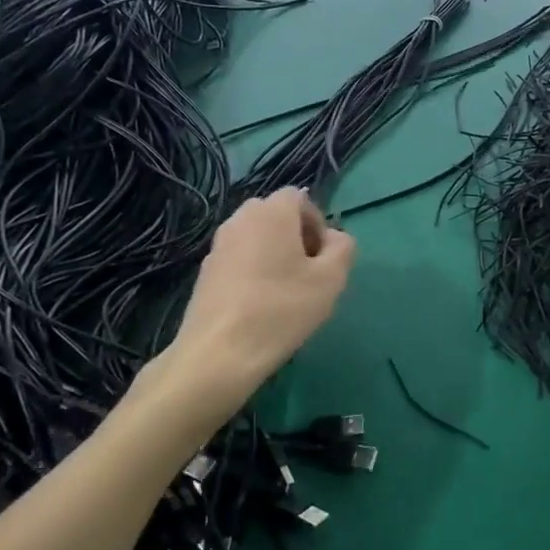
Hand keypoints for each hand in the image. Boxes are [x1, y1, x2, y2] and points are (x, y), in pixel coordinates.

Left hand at [172, 189, 354, 397]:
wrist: (220, 353)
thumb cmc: (282, 310)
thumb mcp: (331, 279)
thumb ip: (343, 248)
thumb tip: (335, 238)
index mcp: (271, 213)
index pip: (298, 196)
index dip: (317, 222)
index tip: (324, 257)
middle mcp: (240, 219)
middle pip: (276, 215)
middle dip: (296, 236)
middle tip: (309, 272)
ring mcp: (218, 245)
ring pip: (256, 237)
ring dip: (275, 254)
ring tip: (287, 291)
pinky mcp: (206, 272)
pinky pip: (239, 258)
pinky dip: (254, 270)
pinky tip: (261, 305)